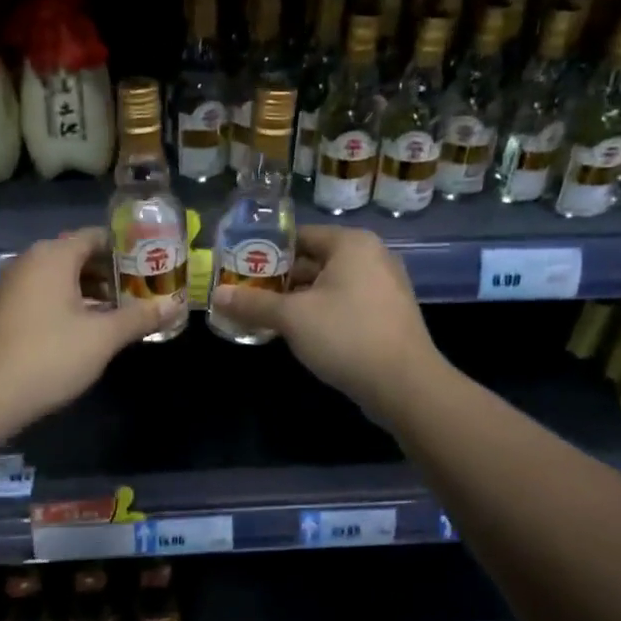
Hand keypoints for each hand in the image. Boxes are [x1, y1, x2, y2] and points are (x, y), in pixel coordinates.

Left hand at [0, 227, 165, 429]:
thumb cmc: (50, 356)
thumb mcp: (103, 337)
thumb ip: (140, 317)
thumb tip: (174, 307)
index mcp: (53, 256)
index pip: (97, 237)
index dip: (129, 251)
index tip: (153, 268)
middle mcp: (29, 261)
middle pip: (79, 256)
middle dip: (113, 274)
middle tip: (143, 293)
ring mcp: (12, 285)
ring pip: (61, 278)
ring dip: (92, 292)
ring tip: (123, 313)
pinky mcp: (4, 310)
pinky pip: (44, 295)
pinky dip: (69, 304)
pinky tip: (89, 329)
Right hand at [211, 227, 447, 419]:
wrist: (405, 384)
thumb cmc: (346, 336)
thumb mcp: (292, 318)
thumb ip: (253, 303)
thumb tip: (216, 295)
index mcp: (351, 244)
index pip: (299, 236)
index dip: (266, 251)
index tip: (239, 268)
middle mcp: (372, 257)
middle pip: (314, 260)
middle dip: (280, 279)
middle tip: (246, 294)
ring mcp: (384, 287)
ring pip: (329, 286)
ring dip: (298, 300)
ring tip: (264, 315)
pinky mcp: (387, 315)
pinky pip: (345, 304)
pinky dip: (321, 313)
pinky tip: (298, 334)